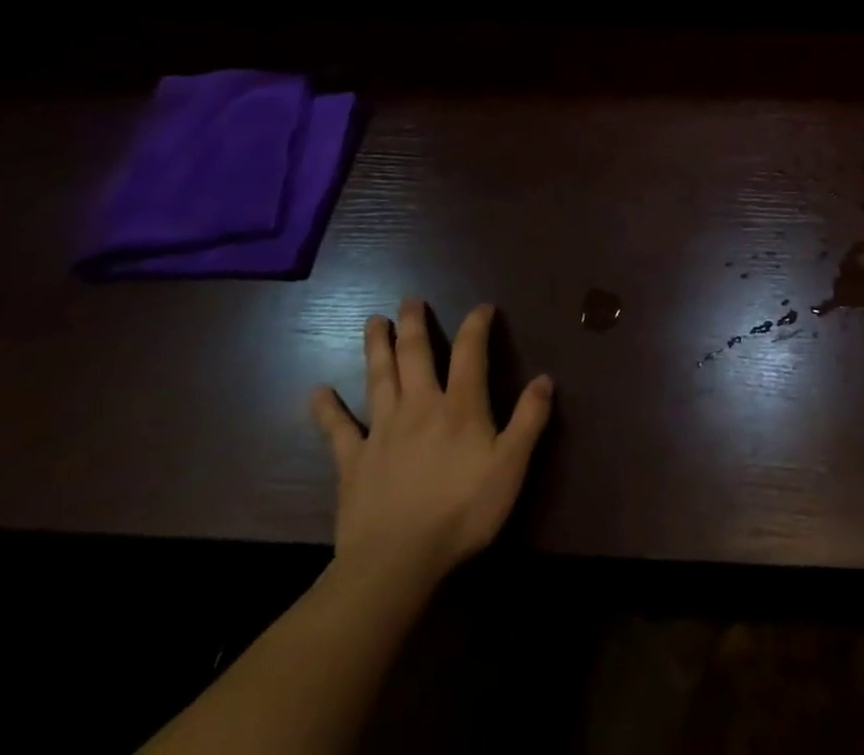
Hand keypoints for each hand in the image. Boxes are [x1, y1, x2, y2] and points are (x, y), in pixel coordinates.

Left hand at [312, 300, 553, 592]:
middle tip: (410, 299)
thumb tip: (545, 378)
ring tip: (372, 321)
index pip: (470, 352)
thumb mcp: (511, 466)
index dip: (476, 325)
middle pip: (415, 355)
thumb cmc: (462, 512)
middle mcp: (420, 406)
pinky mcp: (352, 462)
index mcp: (460, 406)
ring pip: (379, 378)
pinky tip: (318, 391)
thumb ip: (529, 419)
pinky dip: (327, 409)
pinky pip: (337, 430)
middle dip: (414, 324)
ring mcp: (381, 432)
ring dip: (376, 347)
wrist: (394, 563)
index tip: (482, 307)